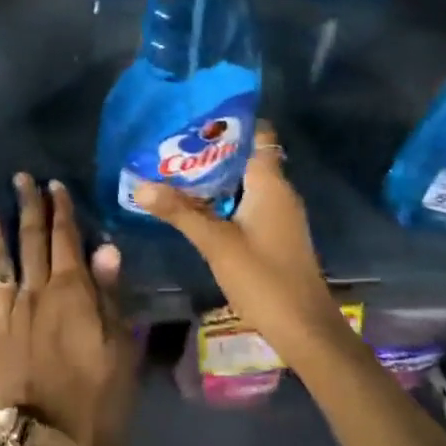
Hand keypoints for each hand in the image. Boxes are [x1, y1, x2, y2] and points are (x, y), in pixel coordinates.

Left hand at [0, 175, 136, 445]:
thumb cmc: (95, 401)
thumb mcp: (120, 350)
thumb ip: (110, 296)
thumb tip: (106, 248)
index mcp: (71, 293)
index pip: (66, 239)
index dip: (61, 209)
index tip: (54, 184)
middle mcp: (35, 292)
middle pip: (30, 239)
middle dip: (27, 204)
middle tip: (20, 176)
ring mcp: (5, 311)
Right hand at [134, 122, 350, 370]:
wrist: (305, 331)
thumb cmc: (264, 279)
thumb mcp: (216, 243)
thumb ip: (179, 212)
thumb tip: (140, 186)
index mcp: (270, 183)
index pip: (257, 133)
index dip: (229, 121)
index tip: (196, 114)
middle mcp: (278, 191)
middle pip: (245, 155)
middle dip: (211, 147)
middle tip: (172, 140)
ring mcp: (278, 213)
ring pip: (243, 180)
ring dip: (214, 174)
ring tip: (174, 166)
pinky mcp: (274, 233)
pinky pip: (245, 200)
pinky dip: (222, 196)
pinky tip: (193, 203)